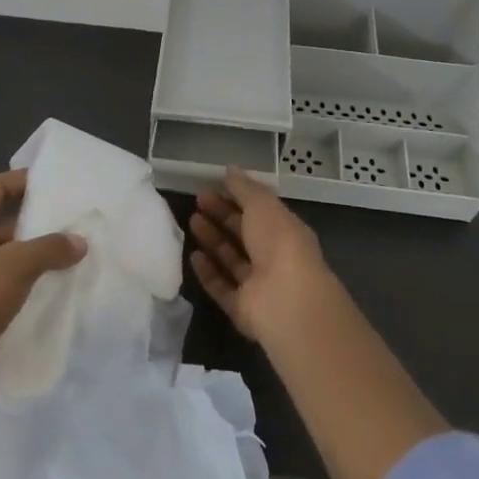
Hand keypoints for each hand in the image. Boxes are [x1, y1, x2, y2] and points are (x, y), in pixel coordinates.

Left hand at [0, 168, 85, 407]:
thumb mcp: (15, 265)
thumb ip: (49, 248)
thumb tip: (79, 242)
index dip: (21, 181)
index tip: (54, 182)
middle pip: (1, 223)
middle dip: (35, 224)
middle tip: (73, 223)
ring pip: (5, 259)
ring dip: (34, 258)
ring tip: (73, 256)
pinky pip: (5, 288)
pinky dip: (28, 286)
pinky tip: (56, 291)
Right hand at [189, 168, 337, 344]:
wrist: (287, 302)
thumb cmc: (280, 244)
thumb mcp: (262, 205)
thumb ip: (244, 188)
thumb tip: (230, 170)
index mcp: (286, 231)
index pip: (260, 211)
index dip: (237, 197)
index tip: (213, 185)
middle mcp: (275, 258)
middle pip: (244, 234)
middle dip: (222, 215)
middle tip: (197, 199)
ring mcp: (259, 285)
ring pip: (232, 259)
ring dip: (213, 240)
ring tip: (191, 221)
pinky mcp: (242, 308)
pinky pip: (222, 287)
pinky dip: (208, 272)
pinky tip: (193, 255)